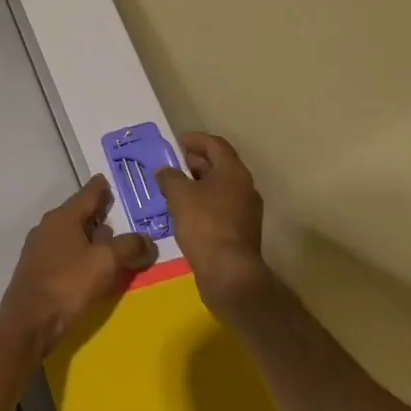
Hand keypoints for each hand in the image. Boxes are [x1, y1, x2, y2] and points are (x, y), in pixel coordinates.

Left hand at [0, 176, 157, 355]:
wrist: (29, 321)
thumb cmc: (68, 284)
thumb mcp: (106, 262)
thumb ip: (129, 247)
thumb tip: (146, 240)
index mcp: (63, 217)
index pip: (87, 194)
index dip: (101, 187)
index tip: (108, 179)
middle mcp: (48, 227)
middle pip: (78, 214)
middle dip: (98, 213)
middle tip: (118, 213)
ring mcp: (39, 248)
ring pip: (71, 235)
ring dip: (90, 236)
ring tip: (110, 242)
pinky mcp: (38, 270)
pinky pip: (65, 253)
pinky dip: (80, 254)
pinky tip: (91, 266)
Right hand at [155, 132, 276, 319]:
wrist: (228, 271)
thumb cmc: (204, 224)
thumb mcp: (179, 195)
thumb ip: (169, 177)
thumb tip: (165, 171)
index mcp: (233, 172)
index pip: (215, 145)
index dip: (196, 139)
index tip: (177, 140)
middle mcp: (245, 187)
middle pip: (220, 165)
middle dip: (196, 162)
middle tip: (173, 163)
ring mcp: (246, 210)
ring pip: (220, 187)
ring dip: (199, 183)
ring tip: (175, 187)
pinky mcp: (241, 230)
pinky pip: (221, 206)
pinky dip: (203, 202)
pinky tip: (185, 211)